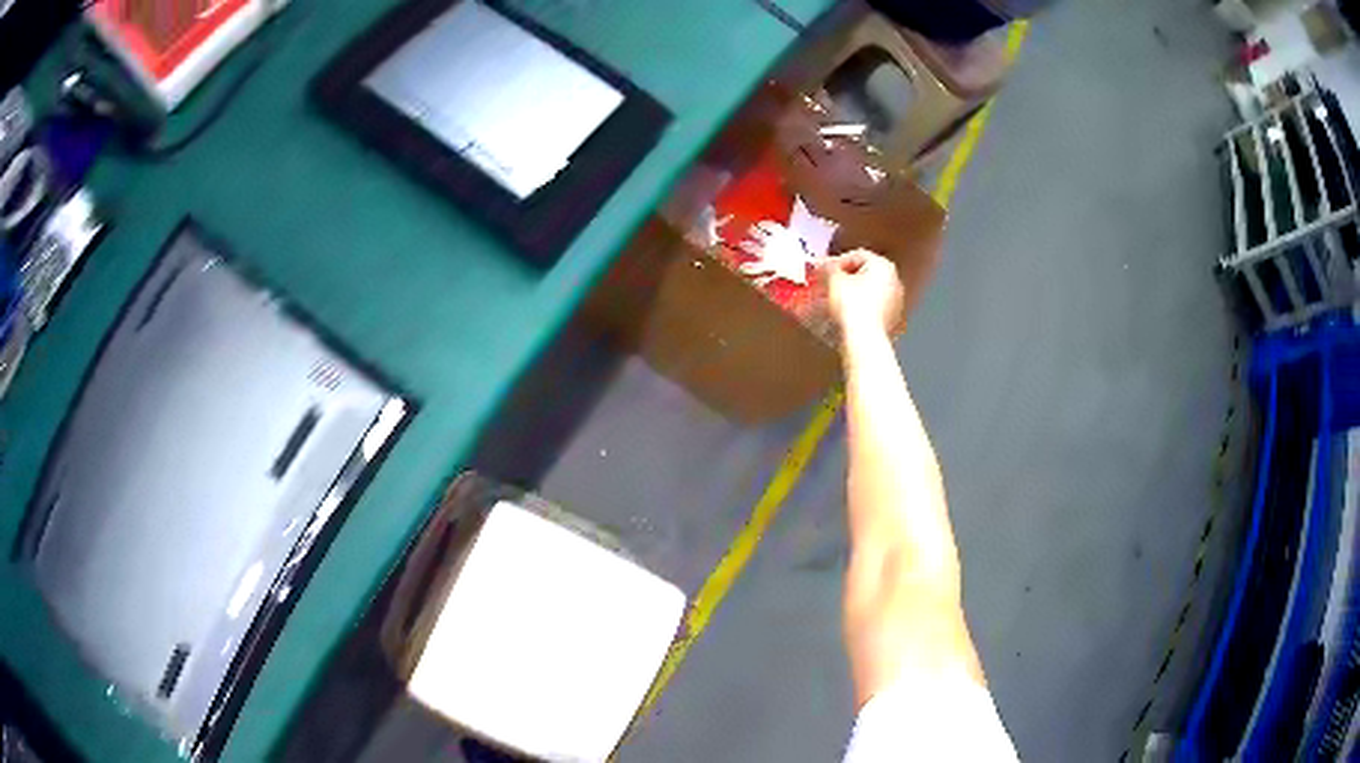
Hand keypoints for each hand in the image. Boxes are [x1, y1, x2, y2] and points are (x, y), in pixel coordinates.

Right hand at [823, 249, 904, 335]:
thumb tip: (823, 265)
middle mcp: (895, 280)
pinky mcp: (893, 319)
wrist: (864, 338)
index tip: (823, 270)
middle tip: (829, 284)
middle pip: (866, 273)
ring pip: (870, 291)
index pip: (857, 255)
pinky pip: (874, 307)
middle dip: (846, 277)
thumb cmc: (852, 304)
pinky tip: (848, 314)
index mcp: (883, 265)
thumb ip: (828, 268)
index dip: (837, 261)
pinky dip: (861, 307)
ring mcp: (896, 301)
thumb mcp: (834, 280)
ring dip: (853, 292)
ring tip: (835, 300)